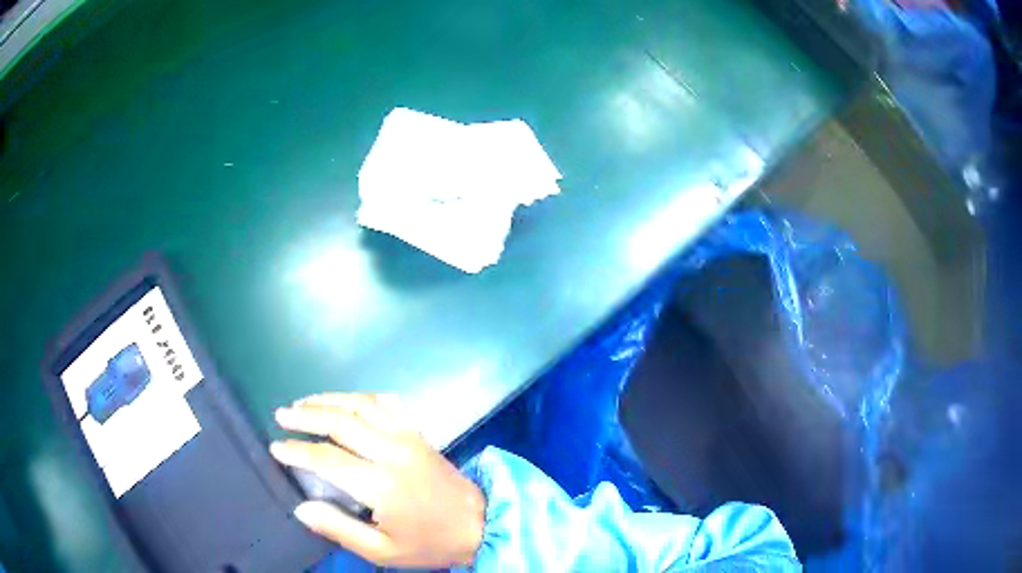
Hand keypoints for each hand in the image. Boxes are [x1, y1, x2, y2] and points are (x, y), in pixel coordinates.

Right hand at [269, 394, 485, 568]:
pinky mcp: (419, 433)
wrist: (480, 524)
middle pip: (341, 421)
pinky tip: (347, 400)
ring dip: (330, 399)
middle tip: (282, 415)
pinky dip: (362, 397)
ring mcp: (408, 437)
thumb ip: (339, 529)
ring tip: (304, 403)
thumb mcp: (383, 551)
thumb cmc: (429, 543)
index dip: (297, 451)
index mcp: (381, 485)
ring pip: (362, 404)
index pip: (327, 459)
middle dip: (306, 415)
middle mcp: (392, 452)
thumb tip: (301, 508)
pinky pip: (388, 403)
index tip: (276, 447)